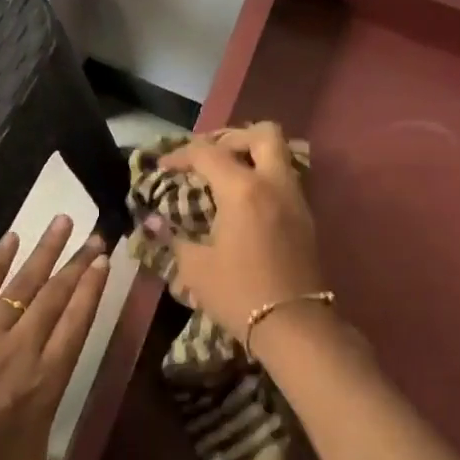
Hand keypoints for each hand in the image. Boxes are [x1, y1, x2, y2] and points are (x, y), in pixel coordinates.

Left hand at [0, 214, 116, 459]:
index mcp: (47, 381)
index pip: (77, 324)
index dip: (92, 291)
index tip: (104, 260)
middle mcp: (24, 347)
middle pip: (58, 296)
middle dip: (79, 263)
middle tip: (96, 233)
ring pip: (25, 283)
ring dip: (45, 251)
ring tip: (62, 219)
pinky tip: (10, 238)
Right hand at [145, 123, 328, 347]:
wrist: (293, 326)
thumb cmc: (239, 293)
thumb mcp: (195, 267)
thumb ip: (174, 236)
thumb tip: (153, 221)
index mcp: (243, 189)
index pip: (208, 152)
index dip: (180, 155)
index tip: (163, 166)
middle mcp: (274, 183)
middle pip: (262, 134)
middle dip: (232, 137)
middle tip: (209, 157)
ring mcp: (295, 199)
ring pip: (279, 155)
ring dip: (252, 155)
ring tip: (225, 177)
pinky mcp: (306, 217)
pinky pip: (285, 179)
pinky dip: (263, 177)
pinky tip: (244, 202)